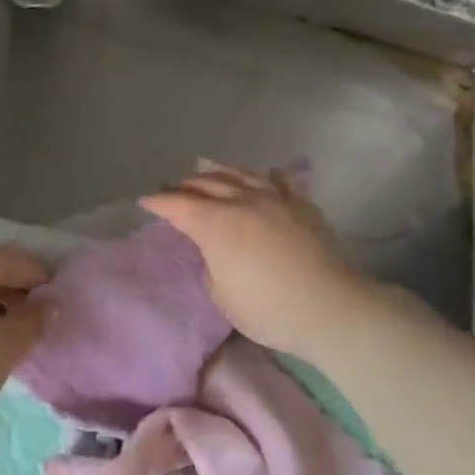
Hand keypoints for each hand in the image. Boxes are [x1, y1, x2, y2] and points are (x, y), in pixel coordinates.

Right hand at [140, 163, 369, 357]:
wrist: (329, 307)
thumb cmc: (267, 309)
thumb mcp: (221, 294)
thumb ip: (211, 263)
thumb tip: (217, 249)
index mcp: (214, 223)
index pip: (178, 205)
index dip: (159, 202)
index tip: (145, 201)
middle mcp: (241, 201)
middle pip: (206, 183)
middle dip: (184, 184)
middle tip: (171, 186)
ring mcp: (274, 198)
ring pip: (240, 174)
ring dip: (218, 170)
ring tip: (205, 166)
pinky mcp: (302, 205)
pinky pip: (282, 180)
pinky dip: (268, 175)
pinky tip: (266, 172)